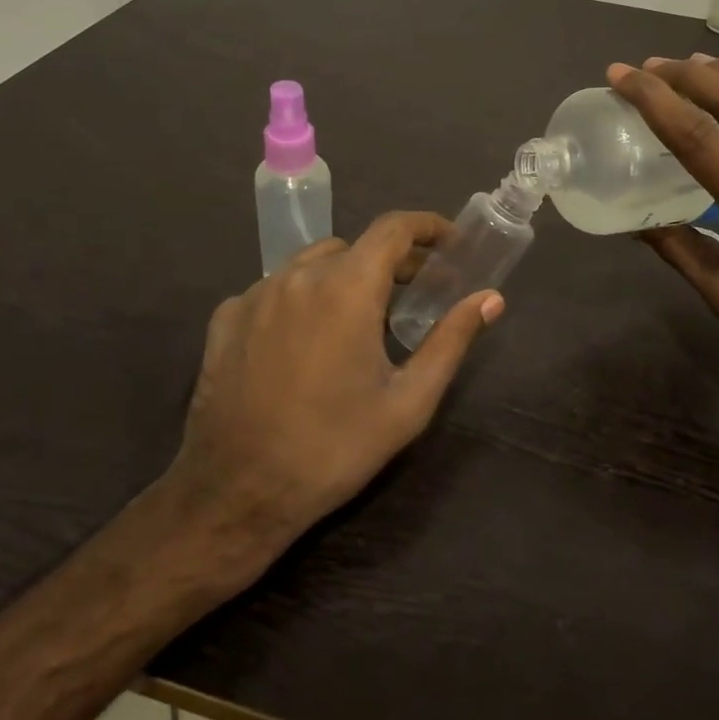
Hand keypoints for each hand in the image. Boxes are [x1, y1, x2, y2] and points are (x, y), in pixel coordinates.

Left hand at [160, 211, 502, 569]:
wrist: (239, 493)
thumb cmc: (335, 448)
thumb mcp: (408, 402)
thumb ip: (451, 340)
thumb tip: (491, 299)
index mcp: (346, 288)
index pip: (392, 228)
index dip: (426, 226)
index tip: (449, 242)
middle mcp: (298, 277)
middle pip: (354, 247)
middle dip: (389, 261)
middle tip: (413, 292)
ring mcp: (255, 294)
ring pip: (311, 264)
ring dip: (344, 276)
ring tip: (359, 316)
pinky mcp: (226, 318)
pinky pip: (274, 289)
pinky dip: (302, 297)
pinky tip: (306, 338)